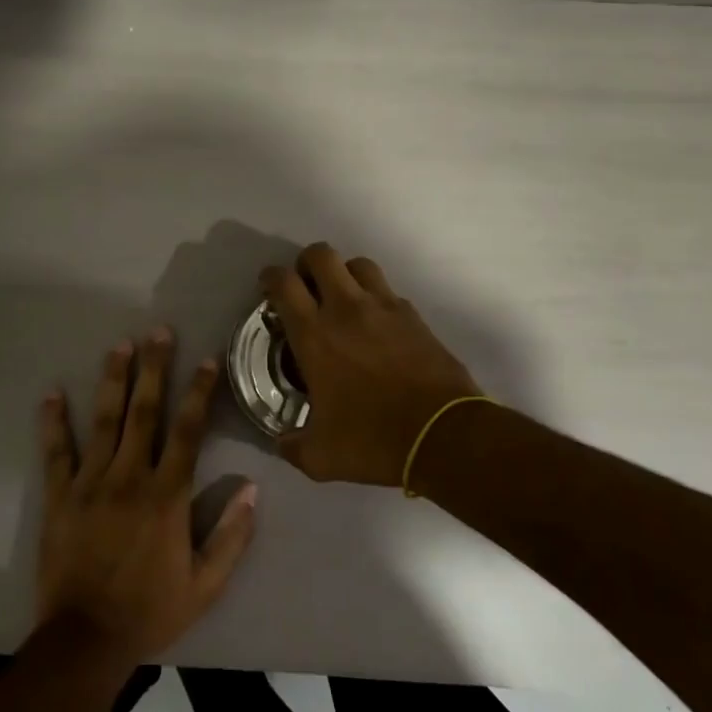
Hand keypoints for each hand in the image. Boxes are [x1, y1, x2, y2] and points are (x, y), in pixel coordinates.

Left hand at [35, 330, 257, 673]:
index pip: (188, 431)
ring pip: (104, 421)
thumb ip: (231, 536)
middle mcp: (130, 477)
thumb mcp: (205, 585)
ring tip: (119, 346)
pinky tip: (52, 394)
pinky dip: (54, 423)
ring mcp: (90, 483)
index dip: (199, 392)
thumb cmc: (150, 611)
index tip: (207, 360)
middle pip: (145, 412)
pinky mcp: (59, 496)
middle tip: (158, 332)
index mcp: (167, 495)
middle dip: (154, 369)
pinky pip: (56, 453)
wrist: (85, 640)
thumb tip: (252, 488)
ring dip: (113, 380)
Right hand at [260, 243, 483, 486]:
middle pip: (321, 255)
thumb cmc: (373, 440)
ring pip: (358, 264)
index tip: (268, 287)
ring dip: (344, 273)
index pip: (284, 284)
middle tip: (305, 287)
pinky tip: (376, 324)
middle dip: (306, 263)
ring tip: (342, 297)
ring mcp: (384, 307)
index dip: (270, 278)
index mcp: (314, 335)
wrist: (443, 435)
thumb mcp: (320, 457)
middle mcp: (346, 309)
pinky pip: (388, 291)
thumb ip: (293, 446)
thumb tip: (282, 443)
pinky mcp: (413, 315)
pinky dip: (375, 298)